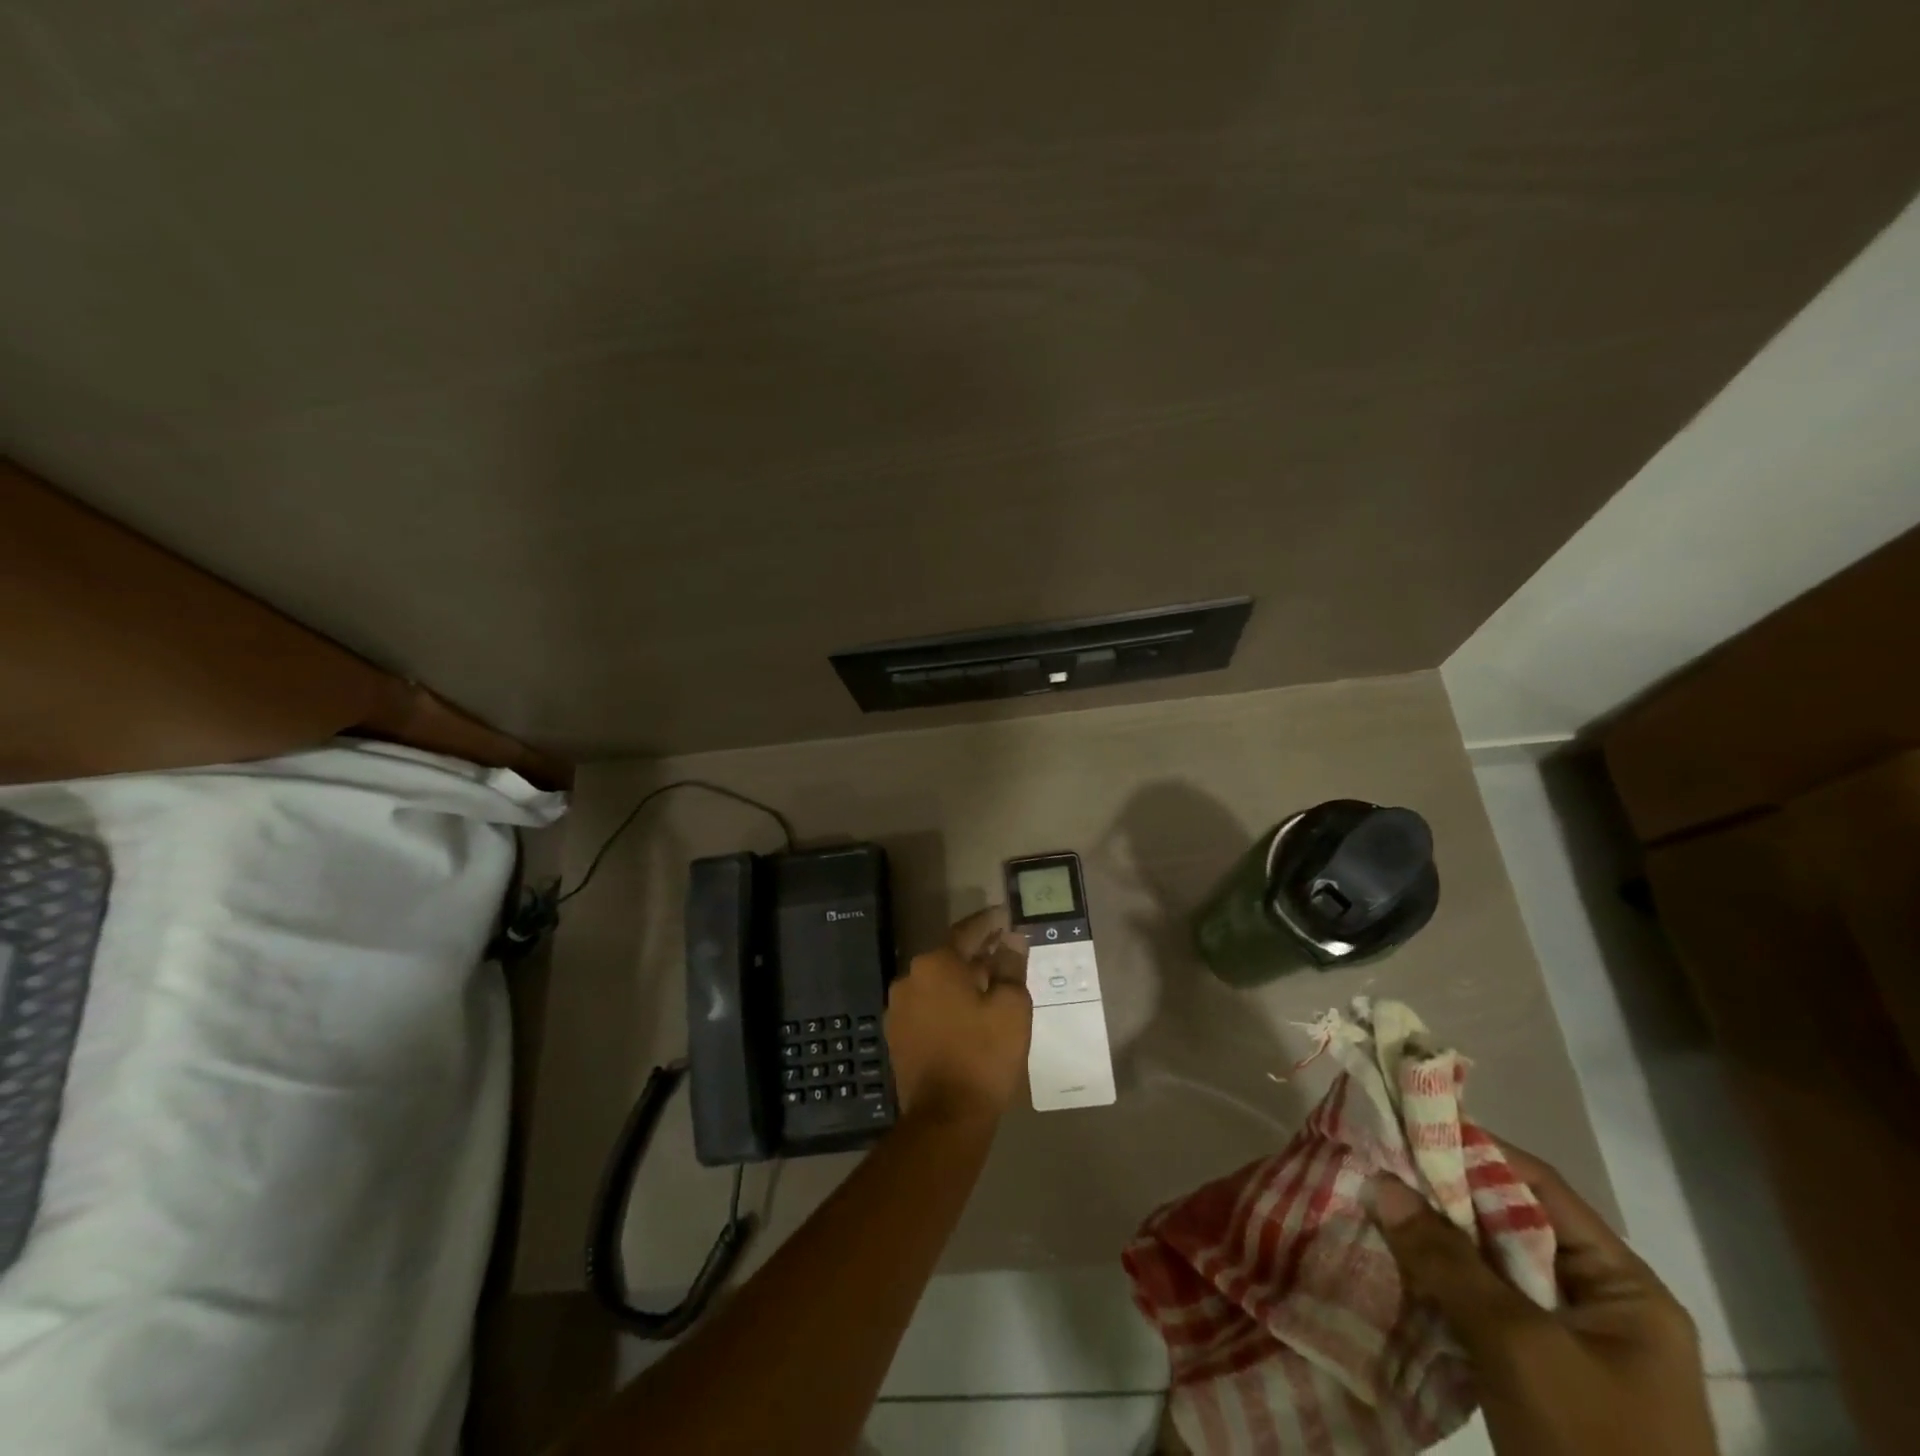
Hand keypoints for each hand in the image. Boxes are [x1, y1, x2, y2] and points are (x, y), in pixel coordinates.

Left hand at [884, 907, 1032, 1123]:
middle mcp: (910, 978)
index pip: (967, 931)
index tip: (1006, 916)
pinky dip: (947, 1004)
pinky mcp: (897, 1035)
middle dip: (977, 954)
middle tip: (1004, 952)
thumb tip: (1012, 939)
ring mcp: (899, 1008)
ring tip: (990, 986)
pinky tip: (968, 1015)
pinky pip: (927, 1006)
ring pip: (937, 983)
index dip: (990, 923)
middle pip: (950, 957)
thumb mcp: (1011, 1007)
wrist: (945, 1117)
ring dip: (961, 980)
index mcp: (936, 964)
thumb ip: (1011, 966)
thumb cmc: (984, 1055)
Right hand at [1371, 1142, 1716, 1455]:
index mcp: (1624, 1288)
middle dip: (1439, 1196)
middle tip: (1374, 1165)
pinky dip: (1436, 1284)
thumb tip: (1381, 1181)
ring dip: (1431, 1240)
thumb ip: (1449, 1260)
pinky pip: (1478, 1307)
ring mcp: (1566, 1343)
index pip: (1538, 1188)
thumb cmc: (1593, 1449)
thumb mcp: (1520, 1348)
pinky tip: (1389, 1265)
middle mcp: (1598, 1304)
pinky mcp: (1534, 1375)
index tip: (1404, 1124)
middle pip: (1508, 1223)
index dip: (1472, 1149)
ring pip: (1486, 1265)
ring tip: (1370, 1206)